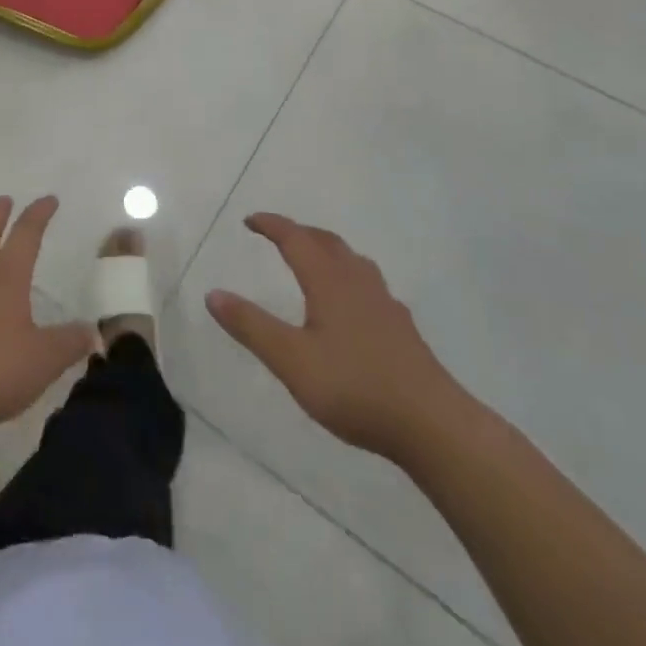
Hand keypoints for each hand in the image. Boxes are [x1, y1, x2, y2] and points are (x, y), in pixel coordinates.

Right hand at [206, 213, 471, 462]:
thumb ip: (251, 326)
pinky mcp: (402, 328)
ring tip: (313, 260)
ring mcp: (384, 303)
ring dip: (327, 251)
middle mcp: (357, 282)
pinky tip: (351, 305)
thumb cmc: (355, 387)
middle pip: (326, 242)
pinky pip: (368, 285)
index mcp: (329, 281)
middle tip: (277, 235)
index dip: (272, 225)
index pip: (295, 239)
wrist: (433, 425)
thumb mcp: (291, 360)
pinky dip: (348, 277)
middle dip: (299, 232)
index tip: (250, 221)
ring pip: (352, 261)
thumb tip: (213, 293)